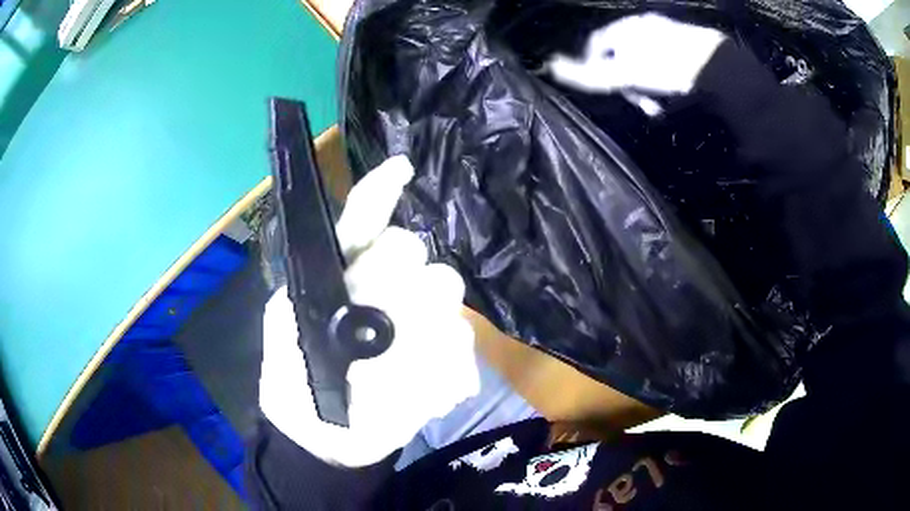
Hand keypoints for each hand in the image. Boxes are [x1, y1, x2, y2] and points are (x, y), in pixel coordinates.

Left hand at [260, 155, 480, 466]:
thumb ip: (299, 305)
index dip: (380, 192)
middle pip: (411, 252)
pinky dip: (449, 372)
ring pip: (444, 293)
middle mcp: (383, 290)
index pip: (361, 222)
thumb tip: (347, 282)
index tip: (401, 170)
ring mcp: (418, 322)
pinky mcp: (443, 357)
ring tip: (399, 380)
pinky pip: (461, 345)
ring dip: (424, 339)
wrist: (330, 441)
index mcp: (342, 279)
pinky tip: (431, 396)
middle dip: (398, 284)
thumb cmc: (296, 384)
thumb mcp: (284, 343)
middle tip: (385, 328)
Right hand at [548, 14, 725, 98]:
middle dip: (626, 81)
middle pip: (620, 53)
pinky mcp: (686, 43)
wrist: (720, 67)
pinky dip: (662, 78)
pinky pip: (664, 60)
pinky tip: (674, 92)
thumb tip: (552, 67)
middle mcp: (642, 24)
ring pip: (643, 59)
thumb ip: (591, 74)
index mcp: (625, 27)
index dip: (593, 68)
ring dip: (644, 84)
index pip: (595, 45)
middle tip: (641, 105)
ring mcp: (666, 32)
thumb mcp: (627, 74)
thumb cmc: (670, 68)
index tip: (608, 92)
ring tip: (658, 105)